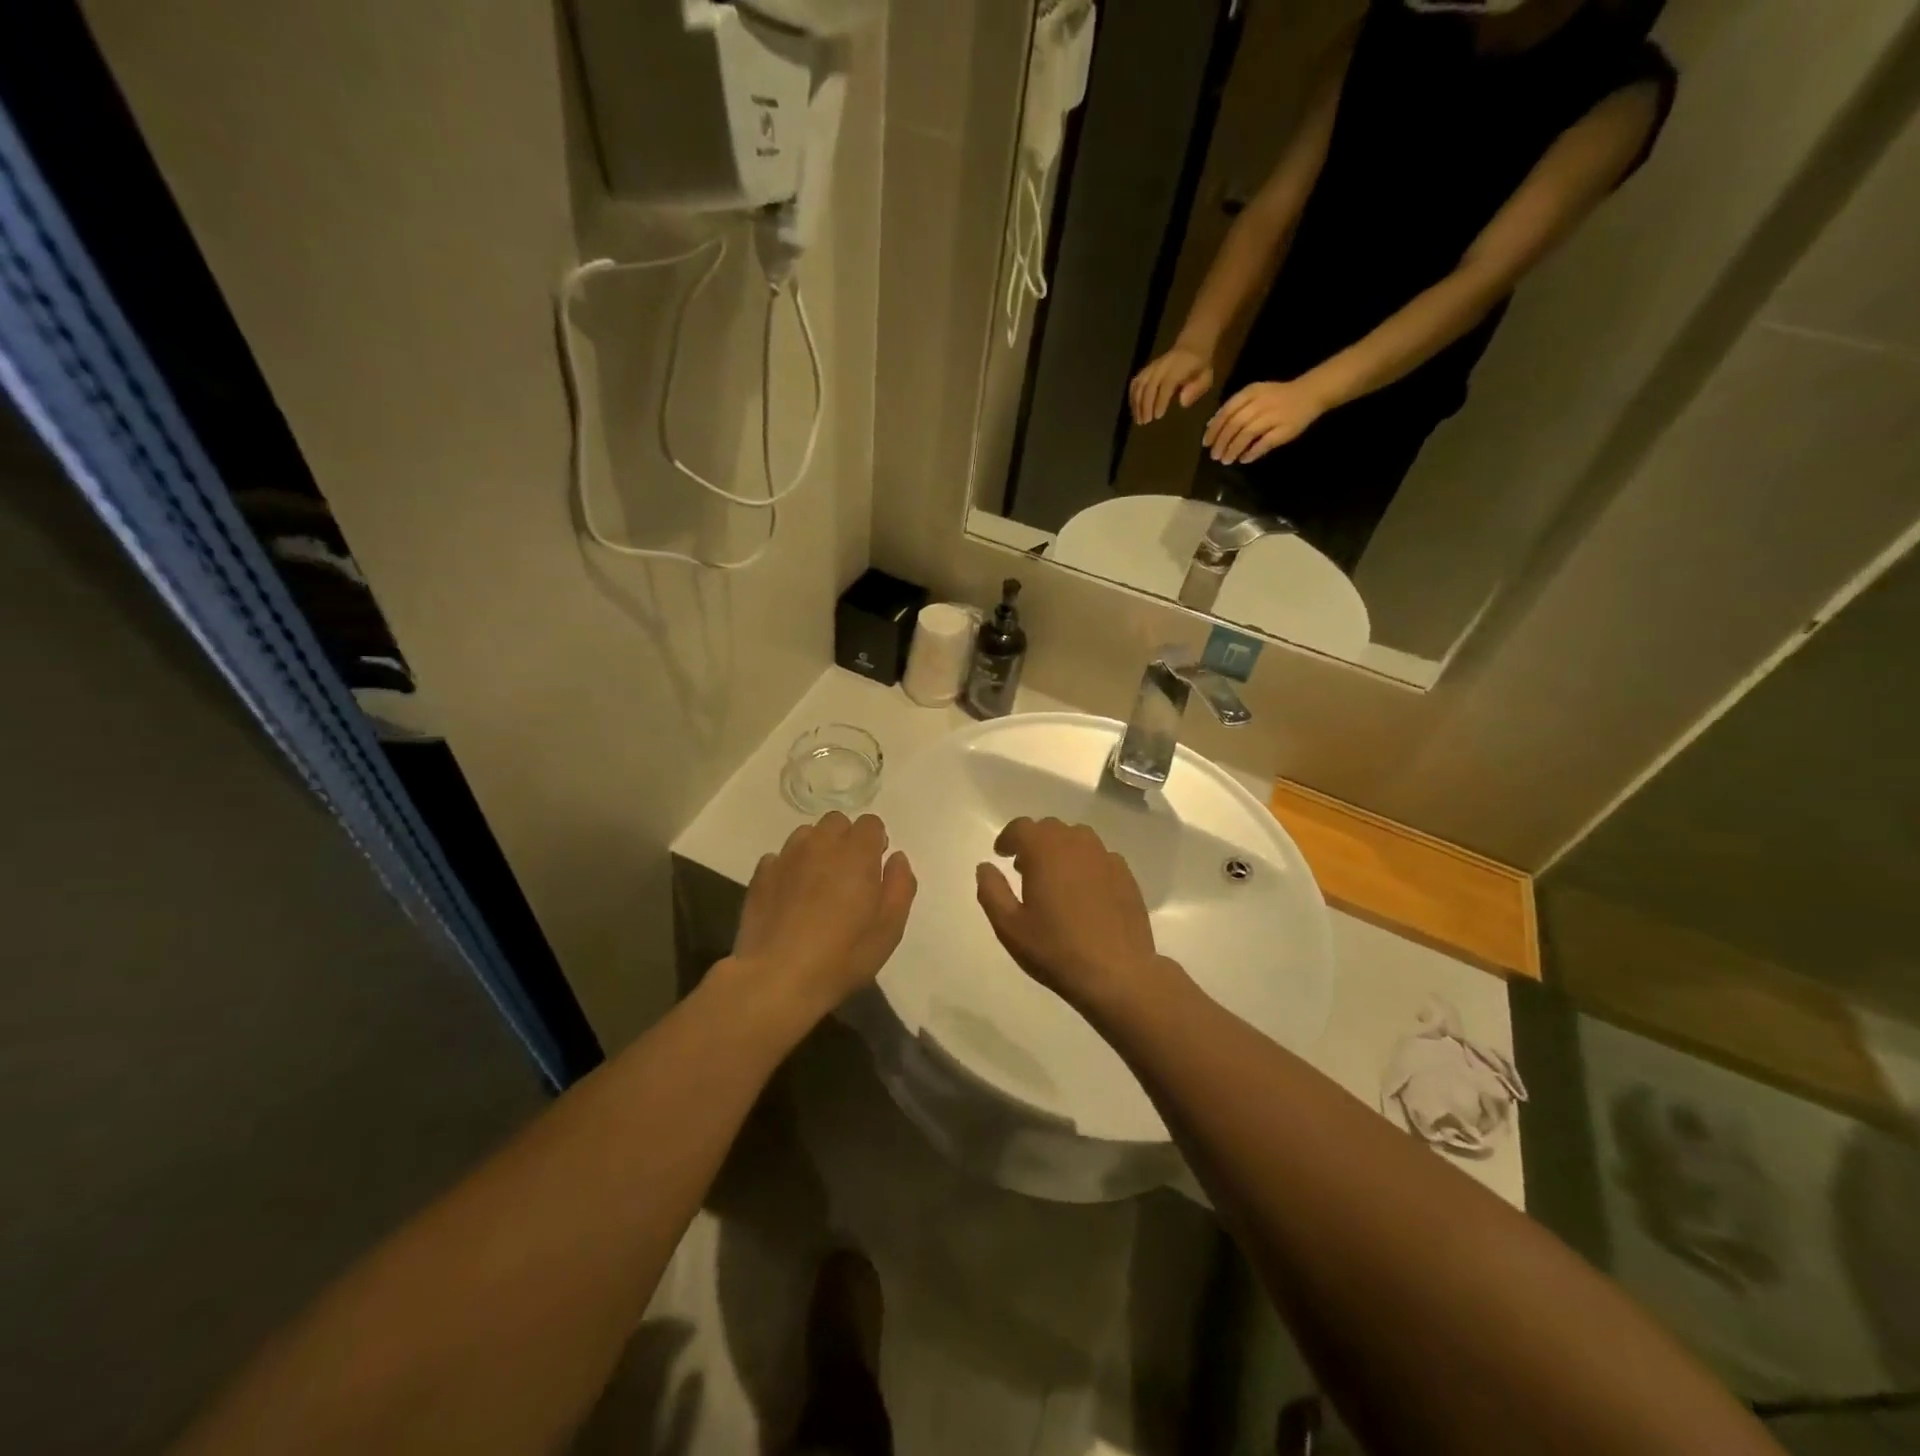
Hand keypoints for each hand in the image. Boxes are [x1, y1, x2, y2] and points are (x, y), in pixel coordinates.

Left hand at [731, 812, 916, 1024]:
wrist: (777, 978)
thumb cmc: (842, 956)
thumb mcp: (889, 929)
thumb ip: (900, 886)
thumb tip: (896, 858)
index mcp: (856, 854)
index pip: (871, 823)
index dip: (875, 842)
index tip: (875, 868)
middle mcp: (820, 845)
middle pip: (837, 822)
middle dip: (846, 839)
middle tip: (848, 875)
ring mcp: (786, 857)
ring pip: (806, 835)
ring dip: (817, 849)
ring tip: (818, 883)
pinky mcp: (761, 875)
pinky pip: (780, 857)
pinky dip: (789, 868)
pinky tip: (791, 896)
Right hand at [975, 817, 1174, 1014]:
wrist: (1116, 973)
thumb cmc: (1055, 949)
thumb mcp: (1009, 926)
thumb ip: (991, 891)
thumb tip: (985, 867)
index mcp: (1044, 850)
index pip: (1021, 827)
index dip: (1008, 838)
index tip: (1002, 854)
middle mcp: (1076, 844)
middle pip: (1050, 828)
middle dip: (1034, 842)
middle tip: (1024, 868)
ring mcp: (1105, 858)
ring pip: (1077, 838)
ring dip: (1061, 849)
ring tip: (1055, 877)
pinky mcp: (1126, 875)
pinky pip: (1100, 857)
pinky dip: (1085, 864)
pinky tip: (1084, 892)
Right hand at [1129, 346, 1214, 423]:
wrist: (1191, 346)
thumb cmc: (1199, 367)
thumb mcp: (1206, 377)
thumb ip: (1196, 389)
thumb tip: (1182, 402)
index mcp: (1178, 367)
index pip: (1166, 384)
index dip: (1161, 400)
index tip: (1158, 416)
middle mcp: (1162, 366)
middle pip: (1149, 385)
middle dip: (1146, 405)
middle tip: (1144, 422)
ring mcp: (1152, 367)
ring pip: (1139, 384)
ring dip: (1137, 403)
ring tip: (1138, 419)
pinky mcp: (1145, 370)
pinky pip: (1135, 383)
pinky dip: (1132, 397)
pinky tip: (1134, 409)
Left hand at [1203, 378, 1329, 463]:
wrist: (1309, 393)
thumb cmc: (1276, 397)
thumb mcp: (1252, 397)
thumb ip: (1232, 409)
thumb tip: (1210, 426)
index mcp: (1250, 393)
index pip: (1227, 412)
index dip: (1214, 429)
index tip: (1206, 443)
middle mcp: (1261, 403)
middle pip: (1235, 424)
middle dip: (1222, 442)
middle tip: (1214, 456)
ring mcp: (1274, 415)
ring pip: (1247, 434)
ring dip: (1234, 449)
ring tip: (1226, 460)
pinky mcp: (1285, 429)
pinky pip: (1264, 443)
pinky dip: (1252, 452)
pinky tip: (1244, 459)